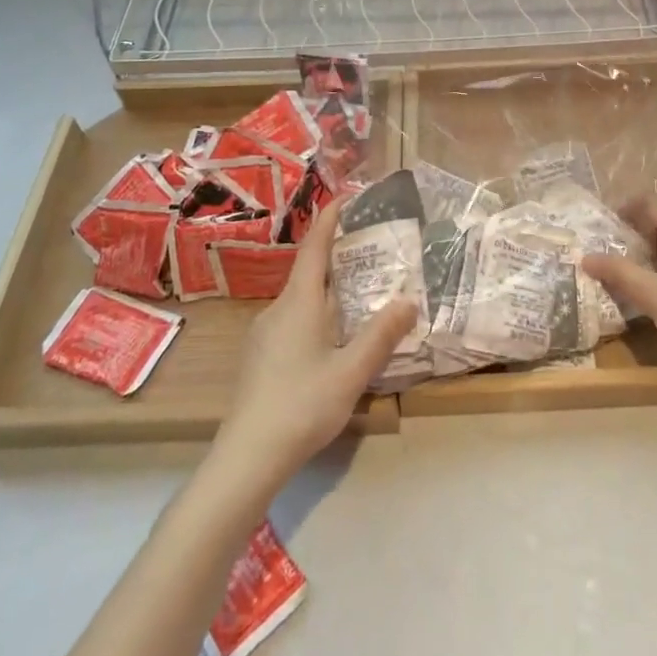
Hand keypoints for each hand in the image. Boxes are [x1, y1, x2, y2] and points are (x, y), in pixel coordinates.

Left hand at [215, 203, 415, 488]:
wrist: (247, 457)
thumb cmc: (302, 405)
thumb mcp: (351, 372)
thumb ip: (381, 335)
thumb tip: (409, 300)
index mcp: (299, 303)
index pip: (314, 247)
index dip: (329, 219)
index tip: (346, 198)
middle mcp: (278, 309)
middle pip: (308, 272)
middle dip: (336, 256)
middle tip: (370, 249)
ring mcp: (264, 334)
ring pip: (300, 299)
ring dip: (328, 289)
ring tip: (359, 294)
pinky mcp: (260, 357)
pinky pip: (292, 320)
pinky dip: (316, 313)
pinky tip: (332, 337)